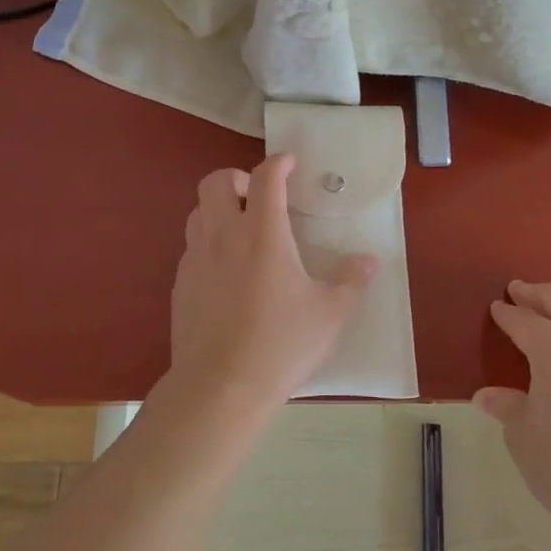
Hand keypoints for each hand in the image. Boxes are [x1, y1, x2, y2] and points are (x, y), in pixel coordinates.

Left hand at [167, 155, 376, 407]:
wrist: (220, 388)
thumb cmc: (281, 344)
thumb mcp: (330, 314)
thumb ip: (351, 282)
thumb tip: (370, 261)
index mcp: (263, 232)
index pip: (266, 177)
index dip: (279, 162)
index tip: (290, 164)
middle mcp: (224, 234)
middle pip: (216, 181)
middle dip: (238, 177)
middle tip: (260, 197)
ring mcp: (196, 258)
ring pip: (198, 210)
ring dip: (219, 208)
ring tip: (242, 230)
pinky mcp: (180, 284)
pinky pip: (192, 245)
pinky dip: (209, 241)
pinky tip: (227, 271)